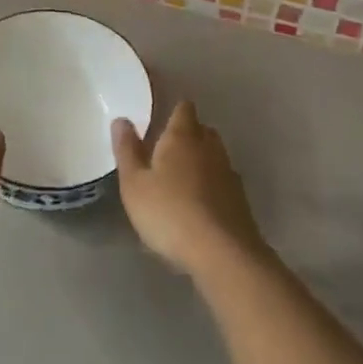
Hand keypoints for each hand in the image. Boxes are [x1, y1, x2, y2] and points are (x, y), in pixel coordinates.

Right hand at [112, 100, 265, 278]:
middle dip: (188, 136)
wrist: (223, 254)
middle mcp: (209, 147)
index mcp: (182, 136)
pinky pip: (223, 184)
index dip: (174, 111)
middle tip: (168, 153)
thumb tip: (121, 120)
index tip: (161, 121)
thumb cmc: (170, 213)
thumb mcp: (134, 184)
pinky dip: (213, 188)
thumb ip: (127, 150)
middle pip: (202, 130)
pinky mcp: (241, 201)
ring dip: (202, 163)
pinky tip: (200, 208)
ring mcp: (229, 174)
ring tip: (183, 182)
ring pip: (215, 157)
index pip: (184, 108)